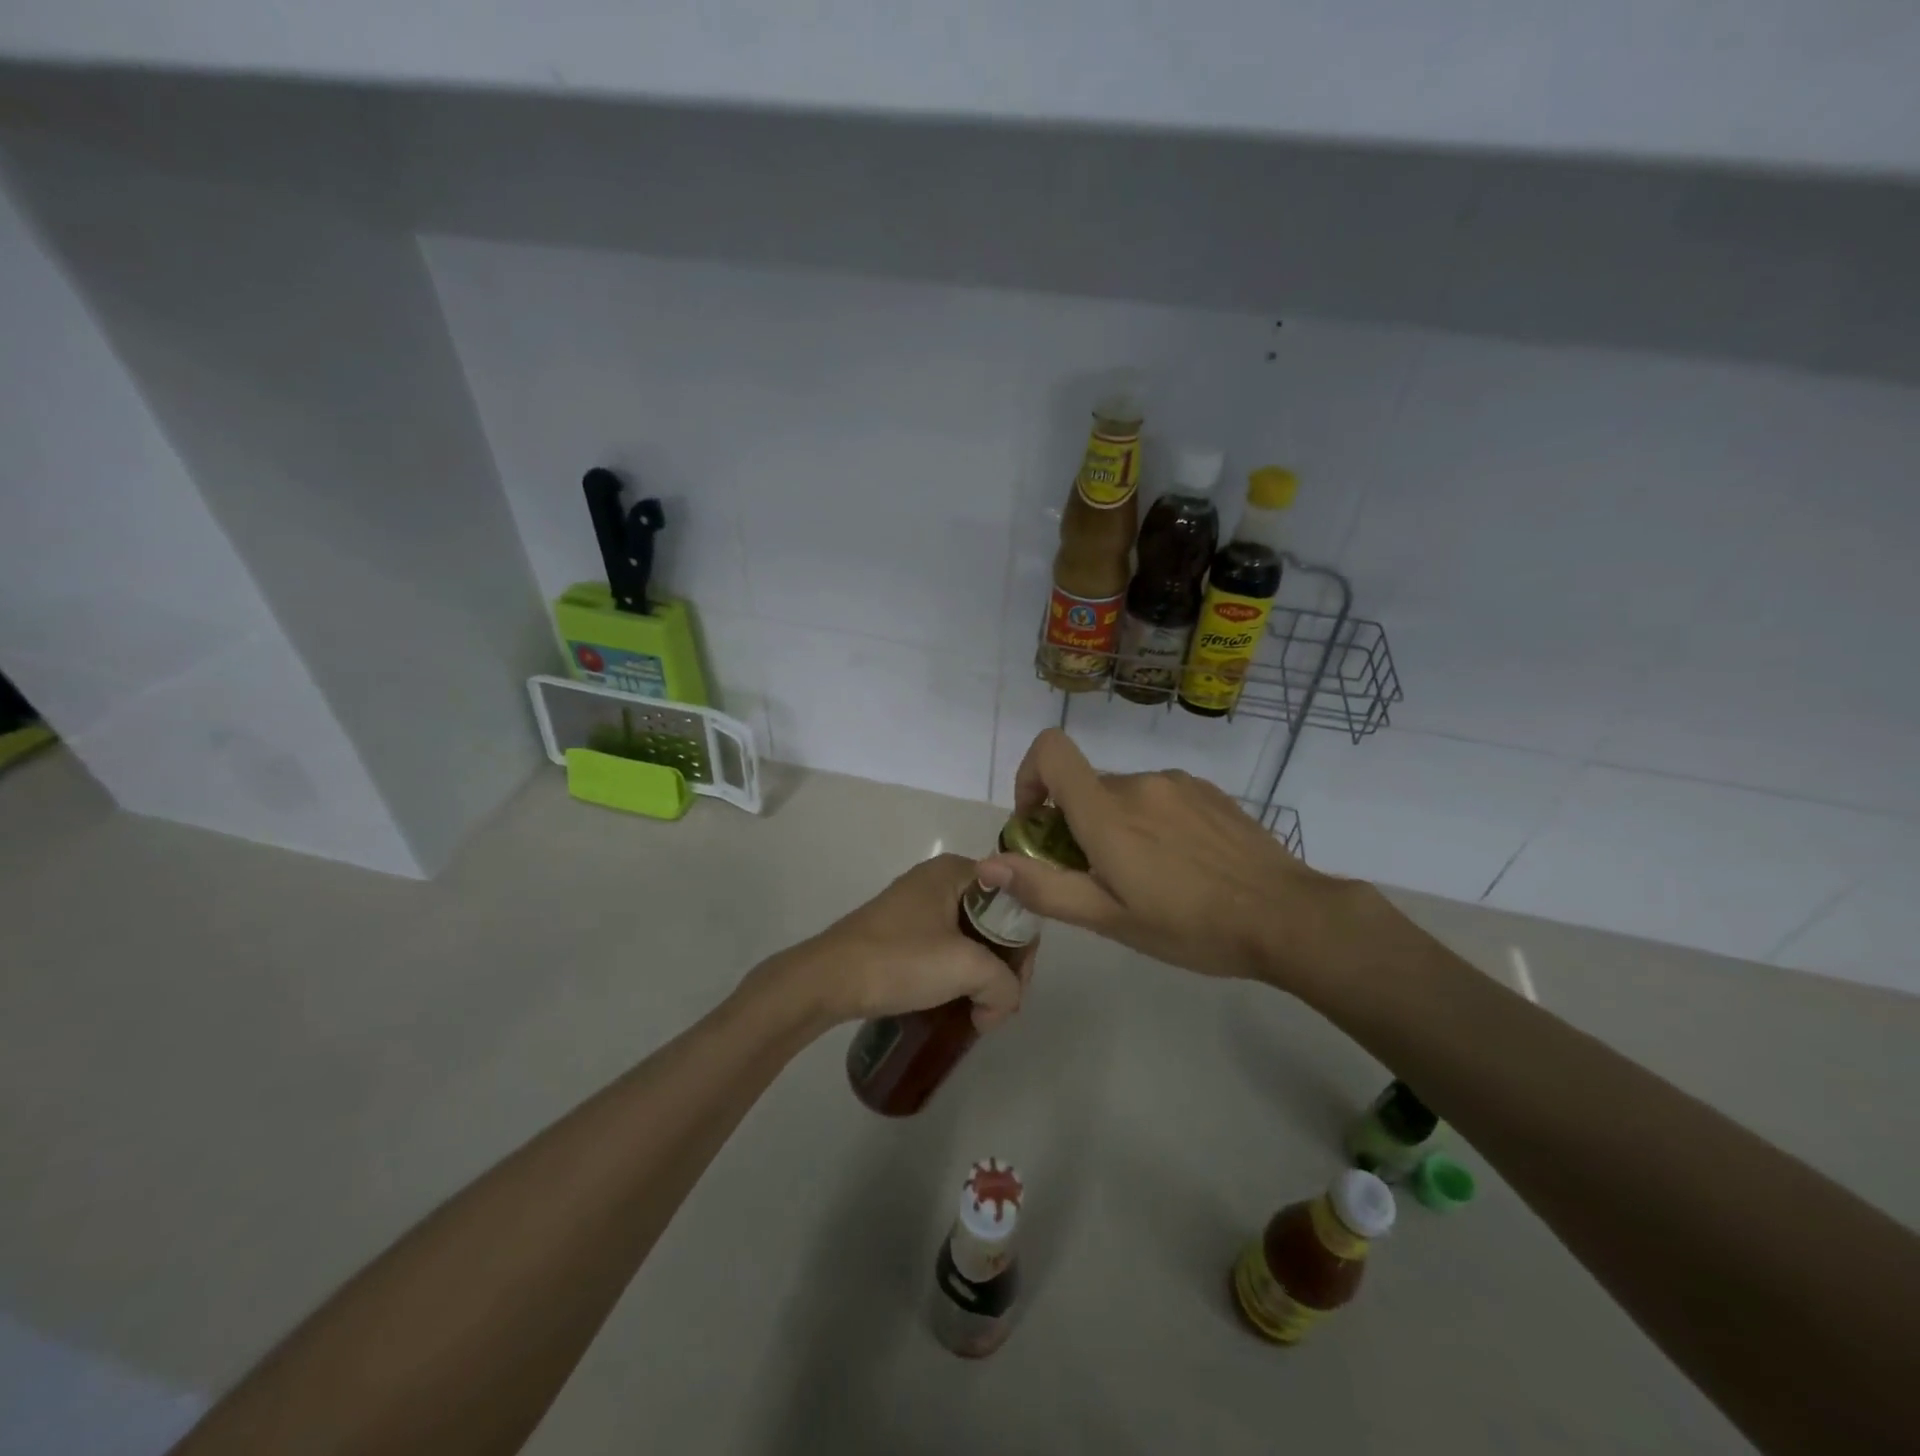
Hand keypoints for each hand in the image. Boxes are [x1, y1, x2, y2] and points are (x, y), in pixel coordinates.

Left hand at [768, 853, 1032, 1030]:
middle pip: (994, 920)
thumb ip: (1004, 984)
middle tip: (998, 1007)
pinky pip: (946, 947)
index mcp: (956, 870)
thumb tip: (1001, 1005)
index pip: (1015, 899)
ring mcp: (917, 905)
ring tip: (979, 1012)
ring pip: (970, 937)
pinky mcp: (901, 931)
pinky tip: (955, 1002)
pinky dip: (957, 974)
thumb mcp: (965, 968)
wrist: (828, 980)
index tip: (1016, 986)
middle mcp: (939, 879)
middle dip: (1003, 966)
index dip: (1023, 945)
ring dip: (981, 975)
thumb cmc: (900, 960)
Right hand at [976, 729, 1356, 994]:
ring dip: (1116, 825)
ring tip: (1147, 877)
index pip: (1050, 751)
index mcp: (1108, 812)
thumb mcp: (1110, 919)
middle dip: (1075, 823)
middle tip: (1099, 877)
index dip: (1030, 777)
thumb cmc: (1191, 926)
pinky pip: (1159, 796)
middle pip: (1085, 786)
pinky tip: (1181, 864)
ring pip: (1123, 794)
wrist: (1287, 917)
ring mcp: (1177, 783)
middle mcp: (1138, 783)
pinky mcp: (1207, 791)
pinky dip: (1151, 821)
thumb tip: (988, 865)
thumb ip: (1045, 888)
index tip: (1039, 824)